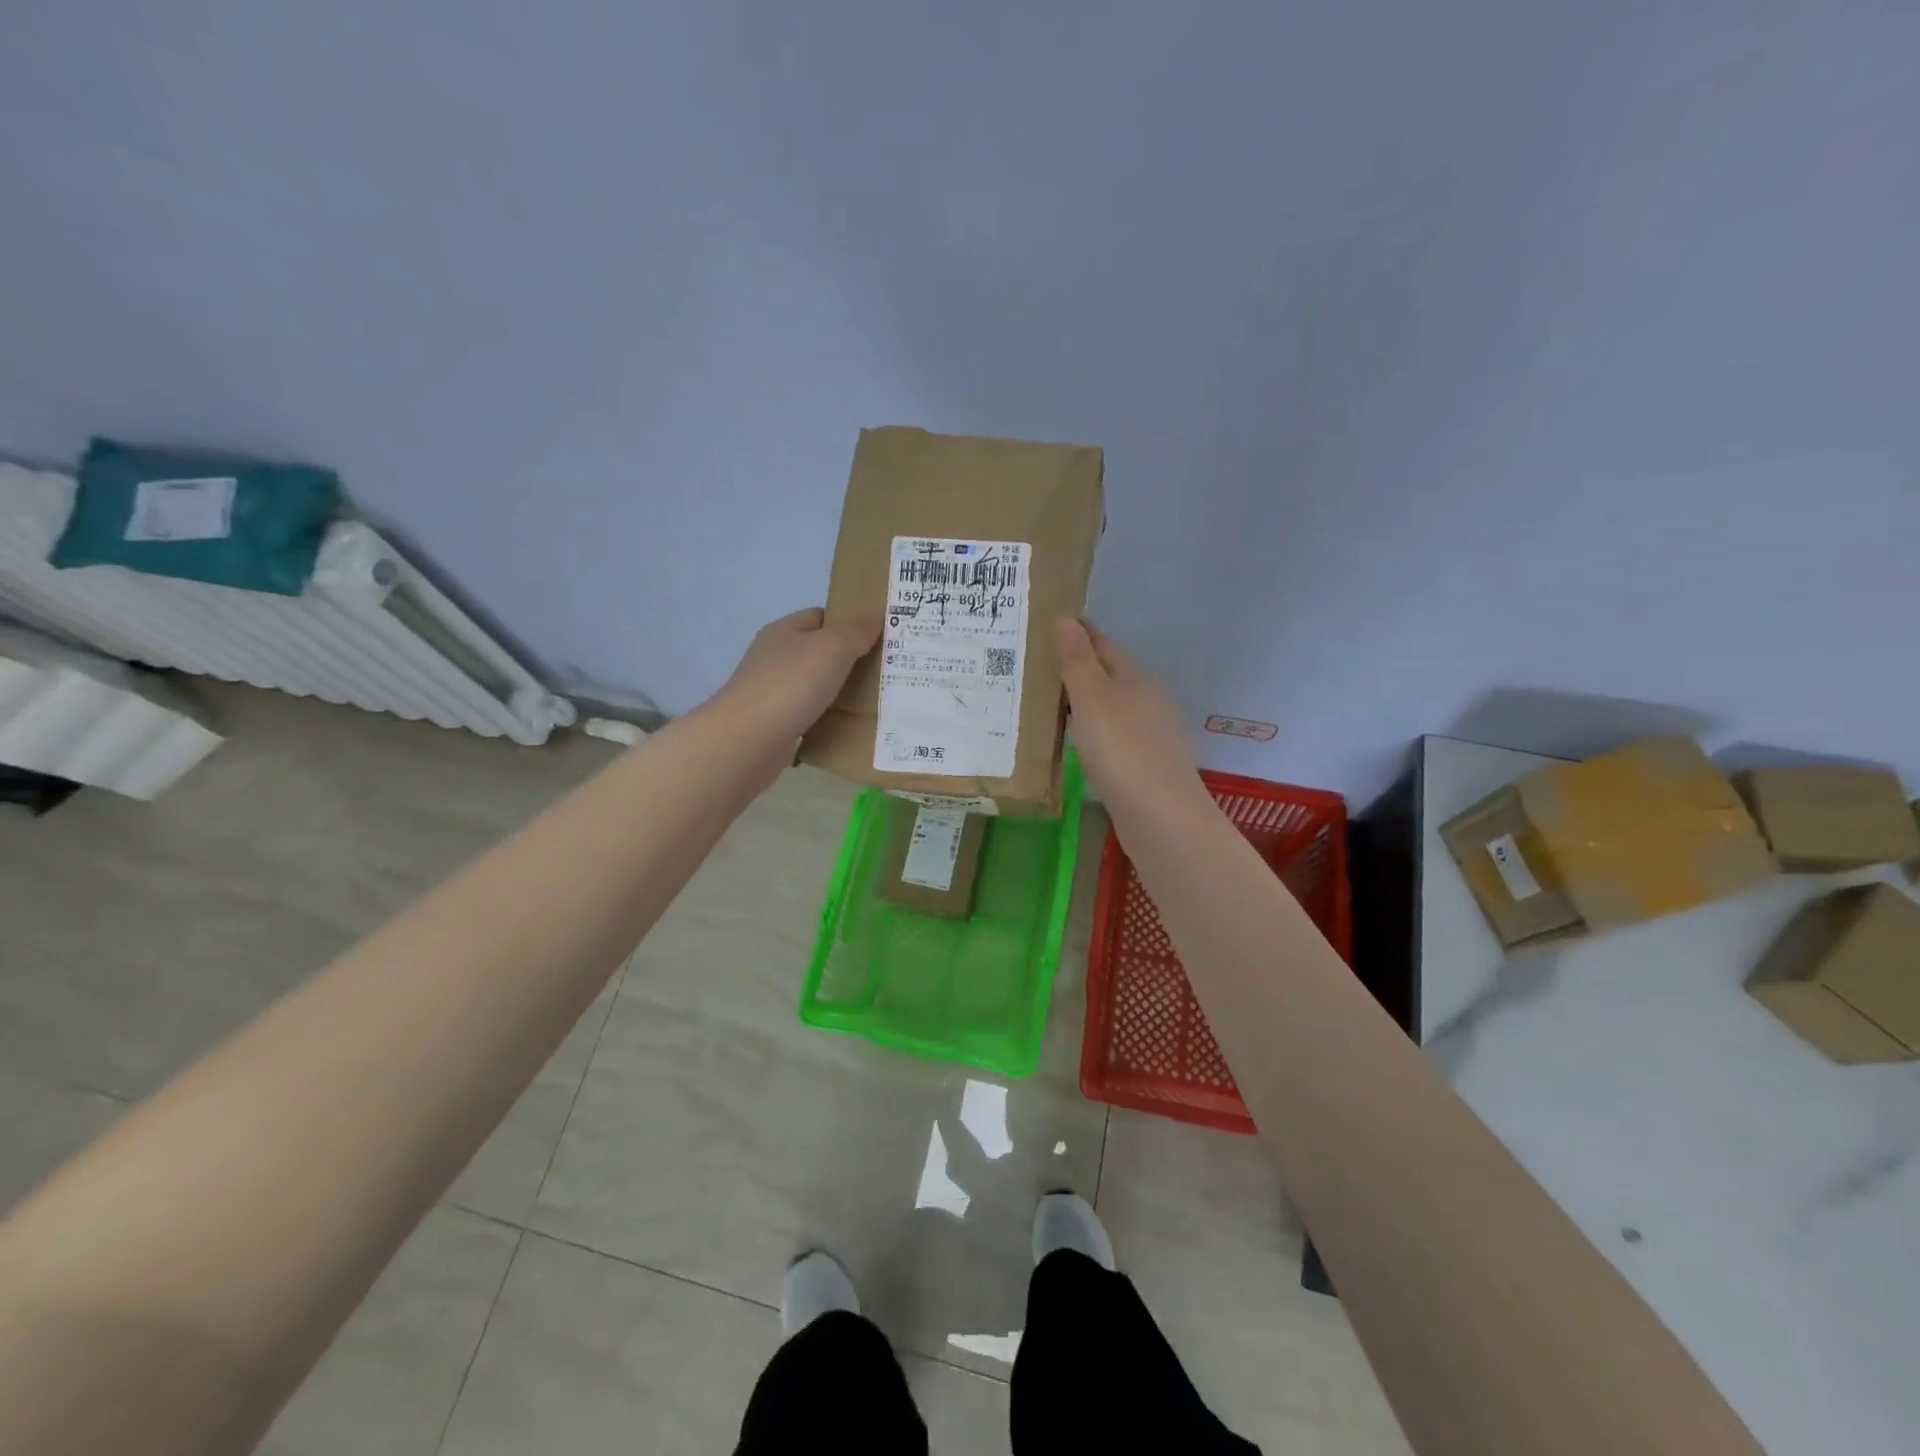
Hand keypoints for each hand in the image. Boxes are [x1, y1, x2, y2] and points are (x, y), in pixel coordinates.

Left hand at [711, 607, 880, 744]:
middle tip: (885, 672)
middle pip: (819, 653)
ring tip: (874, 701)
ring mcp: (772, 692)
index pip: (821, 617)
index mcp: (784, 631)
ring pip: (814, 686)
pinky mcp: (774, 724)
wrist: (748, 741)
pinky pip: (808, 716)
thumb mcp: (832, 648)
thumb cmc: (791, 685)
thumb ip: (856, 631)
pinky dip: (826, 720)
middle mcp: (774, 658)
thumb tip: (876, 617)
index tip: (880, 638)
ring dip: (839, 693)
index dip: (850, 623)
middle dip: (850, 661)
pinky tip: (847, 728)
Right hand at [1056, 617, 1204, 812]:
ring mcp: (1150, 735)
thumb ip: (1078, 660)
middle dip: (1077, 668)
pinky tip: (1075, 743)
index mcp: (1136, 678)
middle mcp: (1147, 701)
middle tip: (1035, 666)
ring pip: (1110, 708)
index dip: (1077, 633)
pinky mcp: (1145, 767)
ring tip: (1046, 704)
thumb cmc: (1122, 750)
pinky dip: (1091, 732)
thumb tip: (1067, 618)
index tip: (1047, 625)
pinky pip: (1111, 737)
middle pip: (1108, 676)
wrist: (1161, 818)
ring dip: (1083, 703)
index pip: (1102, 645)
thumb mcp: (1093, 698)